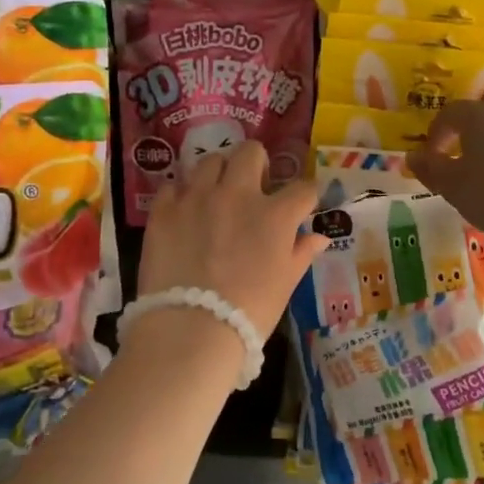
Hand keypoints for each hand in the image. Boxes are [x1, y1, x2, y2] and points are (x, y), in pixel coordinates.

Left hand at [138, 141, 327, 341]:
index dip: (306, 195)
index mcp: (275, 214)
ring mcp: (197, 198)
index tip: (302, 204)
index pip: (303, 188)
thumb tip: (318, 237)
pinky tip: (184, 212)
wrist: (190, 330)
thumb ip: (301, 253)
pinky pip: (173, 186)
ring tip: (216, 193)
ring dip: (218, 173)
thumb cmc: (248, 312)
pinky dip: (181, 195)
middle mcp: (237, 194)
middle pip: (251, 153)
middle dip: (257, 163)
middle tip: (254, 185)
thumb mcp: (285, 285)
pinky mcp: (164, 210)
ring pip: (210, 161)